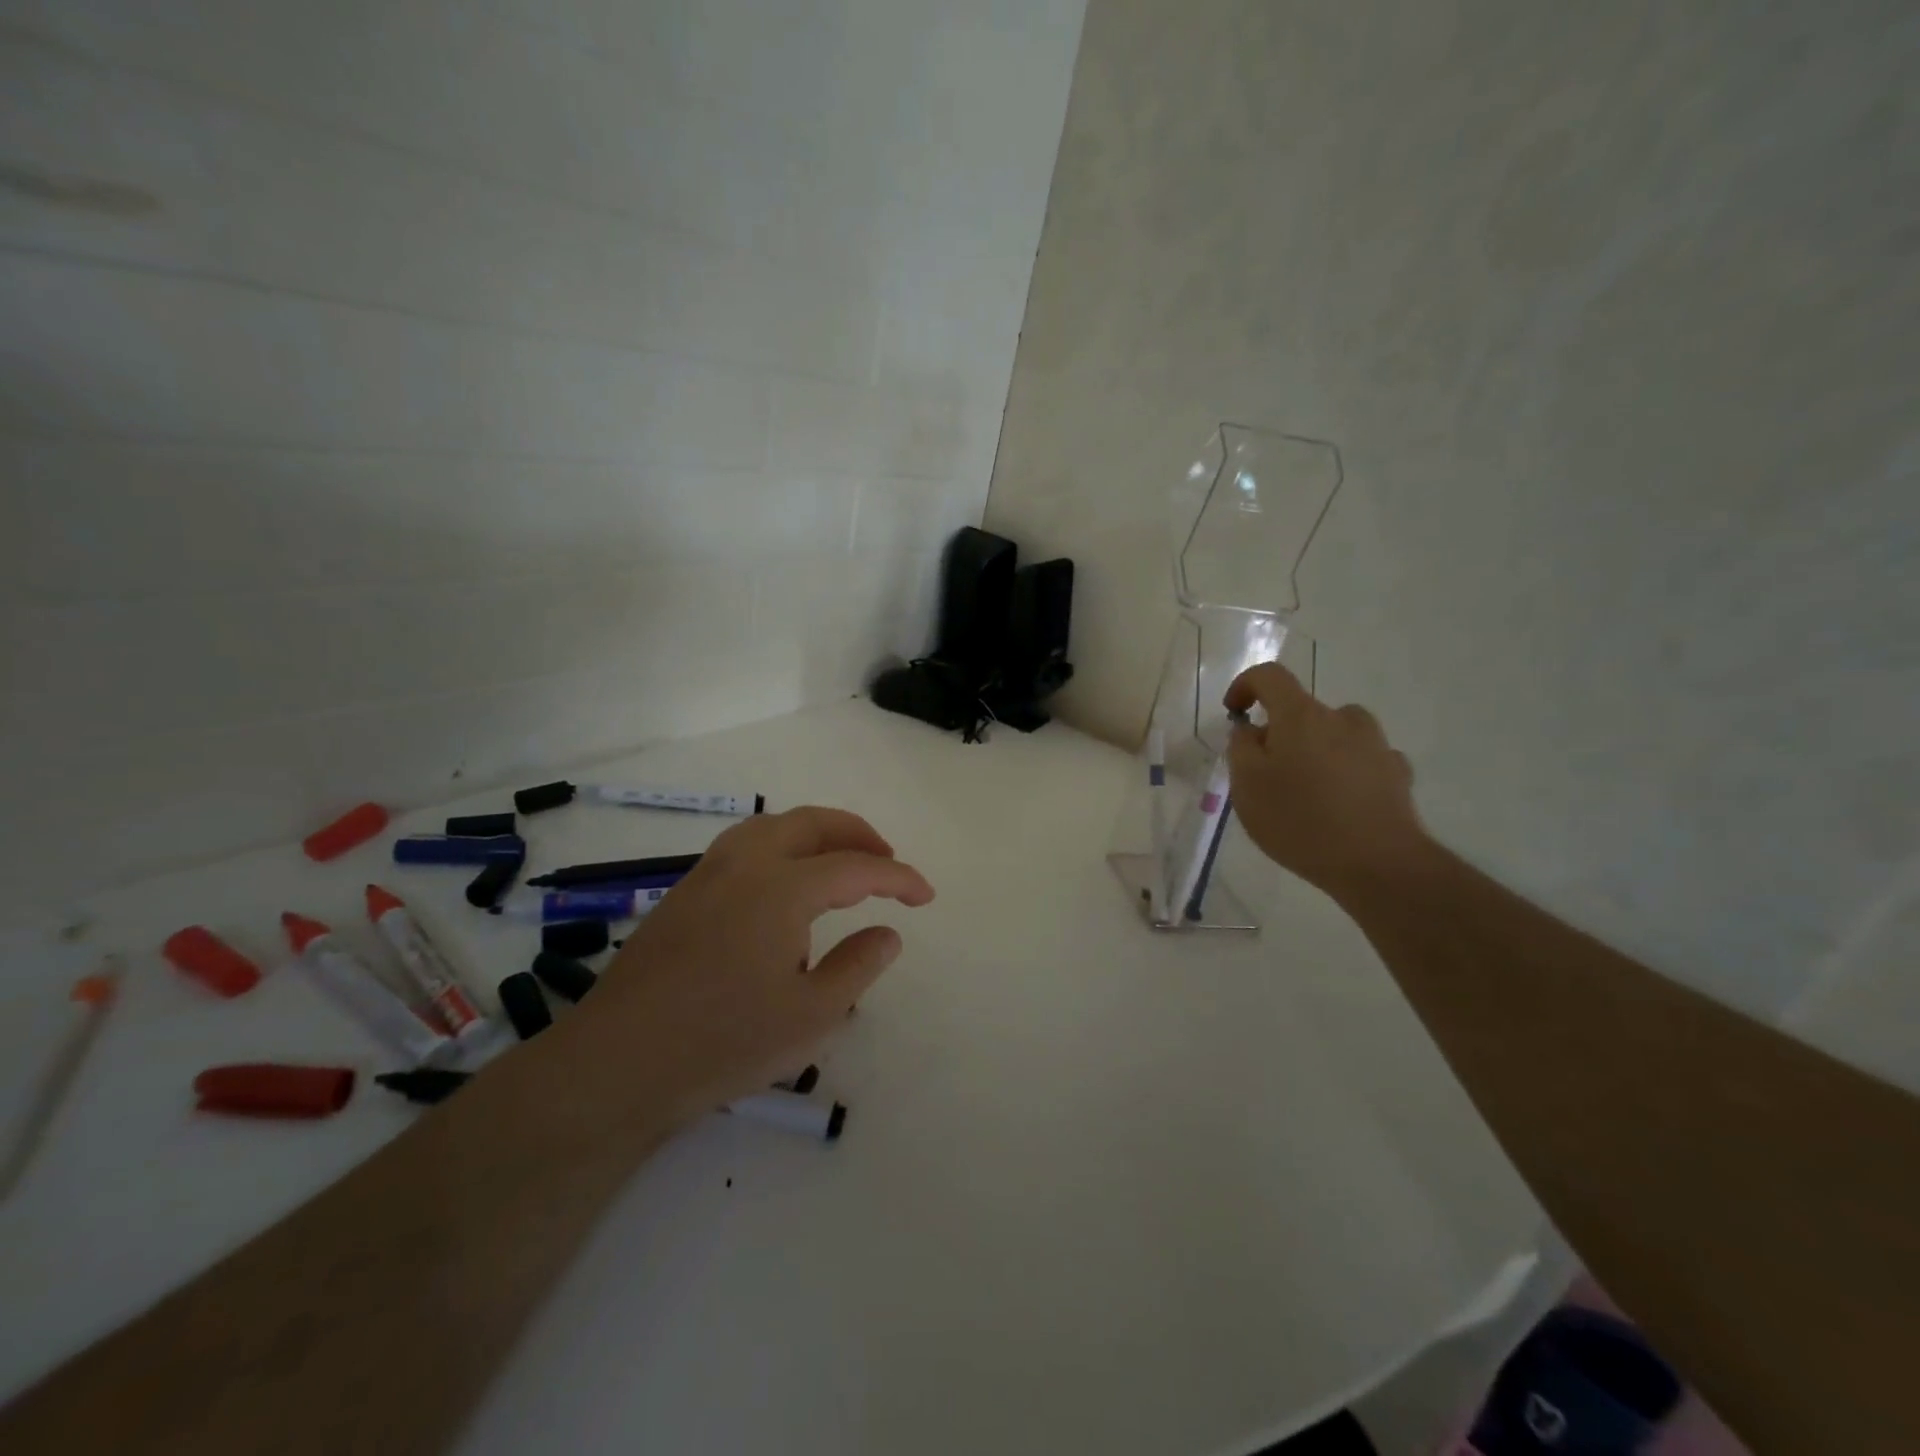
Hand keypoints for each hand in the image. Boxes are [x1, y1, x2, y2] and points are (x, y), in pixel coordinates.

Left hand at [565, 807, 933, 1128]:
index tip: (926, 896)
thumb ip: (857, 966)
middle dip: (857, 834)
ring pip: (771, 827)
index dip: (898, 878)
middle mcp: (745, 864)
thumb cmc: (723, 1041)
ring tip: (839, 862)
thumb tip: (888, 933)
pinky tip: (782, 887)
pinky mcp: (682, 893)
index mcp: (782, 887)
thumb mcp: (811, 1015)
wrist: (617, 1063)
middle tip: (887, 861)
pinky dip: (780, 847)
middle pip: (812, 823)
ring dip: (815, 833)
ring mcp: (707, 874)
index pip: (856, 867)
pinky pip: (744, 846)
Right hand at [1224, 663, 1428, 898]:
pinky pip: (1360, 760)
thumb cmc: (1300, 820)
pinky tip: (1338, 805)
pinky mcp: (1396, 773)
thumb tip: (1251, 730)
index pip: (1269, 676)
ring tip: (1304, 792)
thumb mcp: (1246, 786)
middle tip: (1266, 773)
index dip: (1245, 686)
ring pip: (1334, 735)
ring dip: (1315, 751)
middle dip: (1280, 733)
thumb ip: (1241, 748)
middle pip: (1302, 711)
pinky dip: (1344, 772)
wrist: (1379, 863)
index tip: (1234, 712)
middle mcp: (1342, 718)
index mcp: (1301, 715)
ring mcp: (1375, 744)